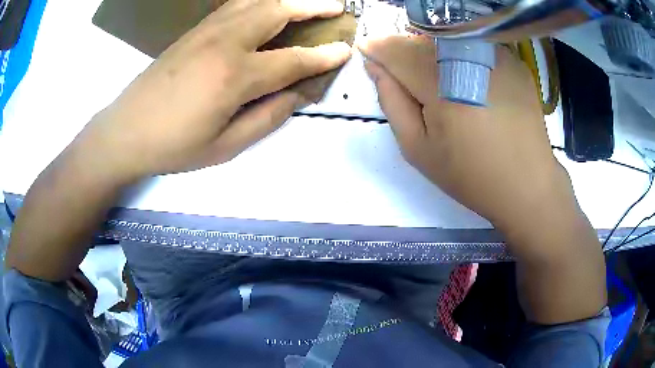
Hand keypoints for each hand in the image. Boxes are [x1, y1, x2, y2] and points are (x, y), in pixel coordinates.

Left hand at [86, 0, 350, 178]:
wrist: (126, 131)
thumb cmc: (174, 146)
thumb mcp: (225, 147)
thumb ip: (267, 118)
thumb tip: (297, 94)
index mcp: (235, 76)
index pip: (293, 59)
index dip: (323, 55)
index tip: (345, 49)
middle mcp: (225, 42)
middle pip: (278, 11)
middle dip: (312, 6)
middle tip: (337, 6)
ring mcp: (207, 30)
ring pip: (256, 1)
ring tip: (308, 1)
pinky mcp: (195, 30)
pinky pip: (235, 5)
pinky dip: (259, 0)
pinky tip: (268, 5)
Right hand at [359, 36, 570, 230]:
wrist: (527, 184)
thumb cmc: (470, 174)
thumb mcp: (418, 149)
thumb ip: (392, 102)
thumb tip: (375, 67)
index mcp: (440, 84)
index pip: (395, 49)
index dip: (378, 49)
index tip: (369, 54)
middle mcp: (469, 58)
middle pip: (421, 39)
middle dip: (403, 51)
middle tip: (407, 77)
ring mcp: (496, 55)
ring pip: (447, 38)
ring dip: (432, 52)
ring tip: (439, 80)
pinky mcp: (514, 60)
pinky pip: (475, 45)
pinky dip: (461, 55)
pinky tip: (469, 80)